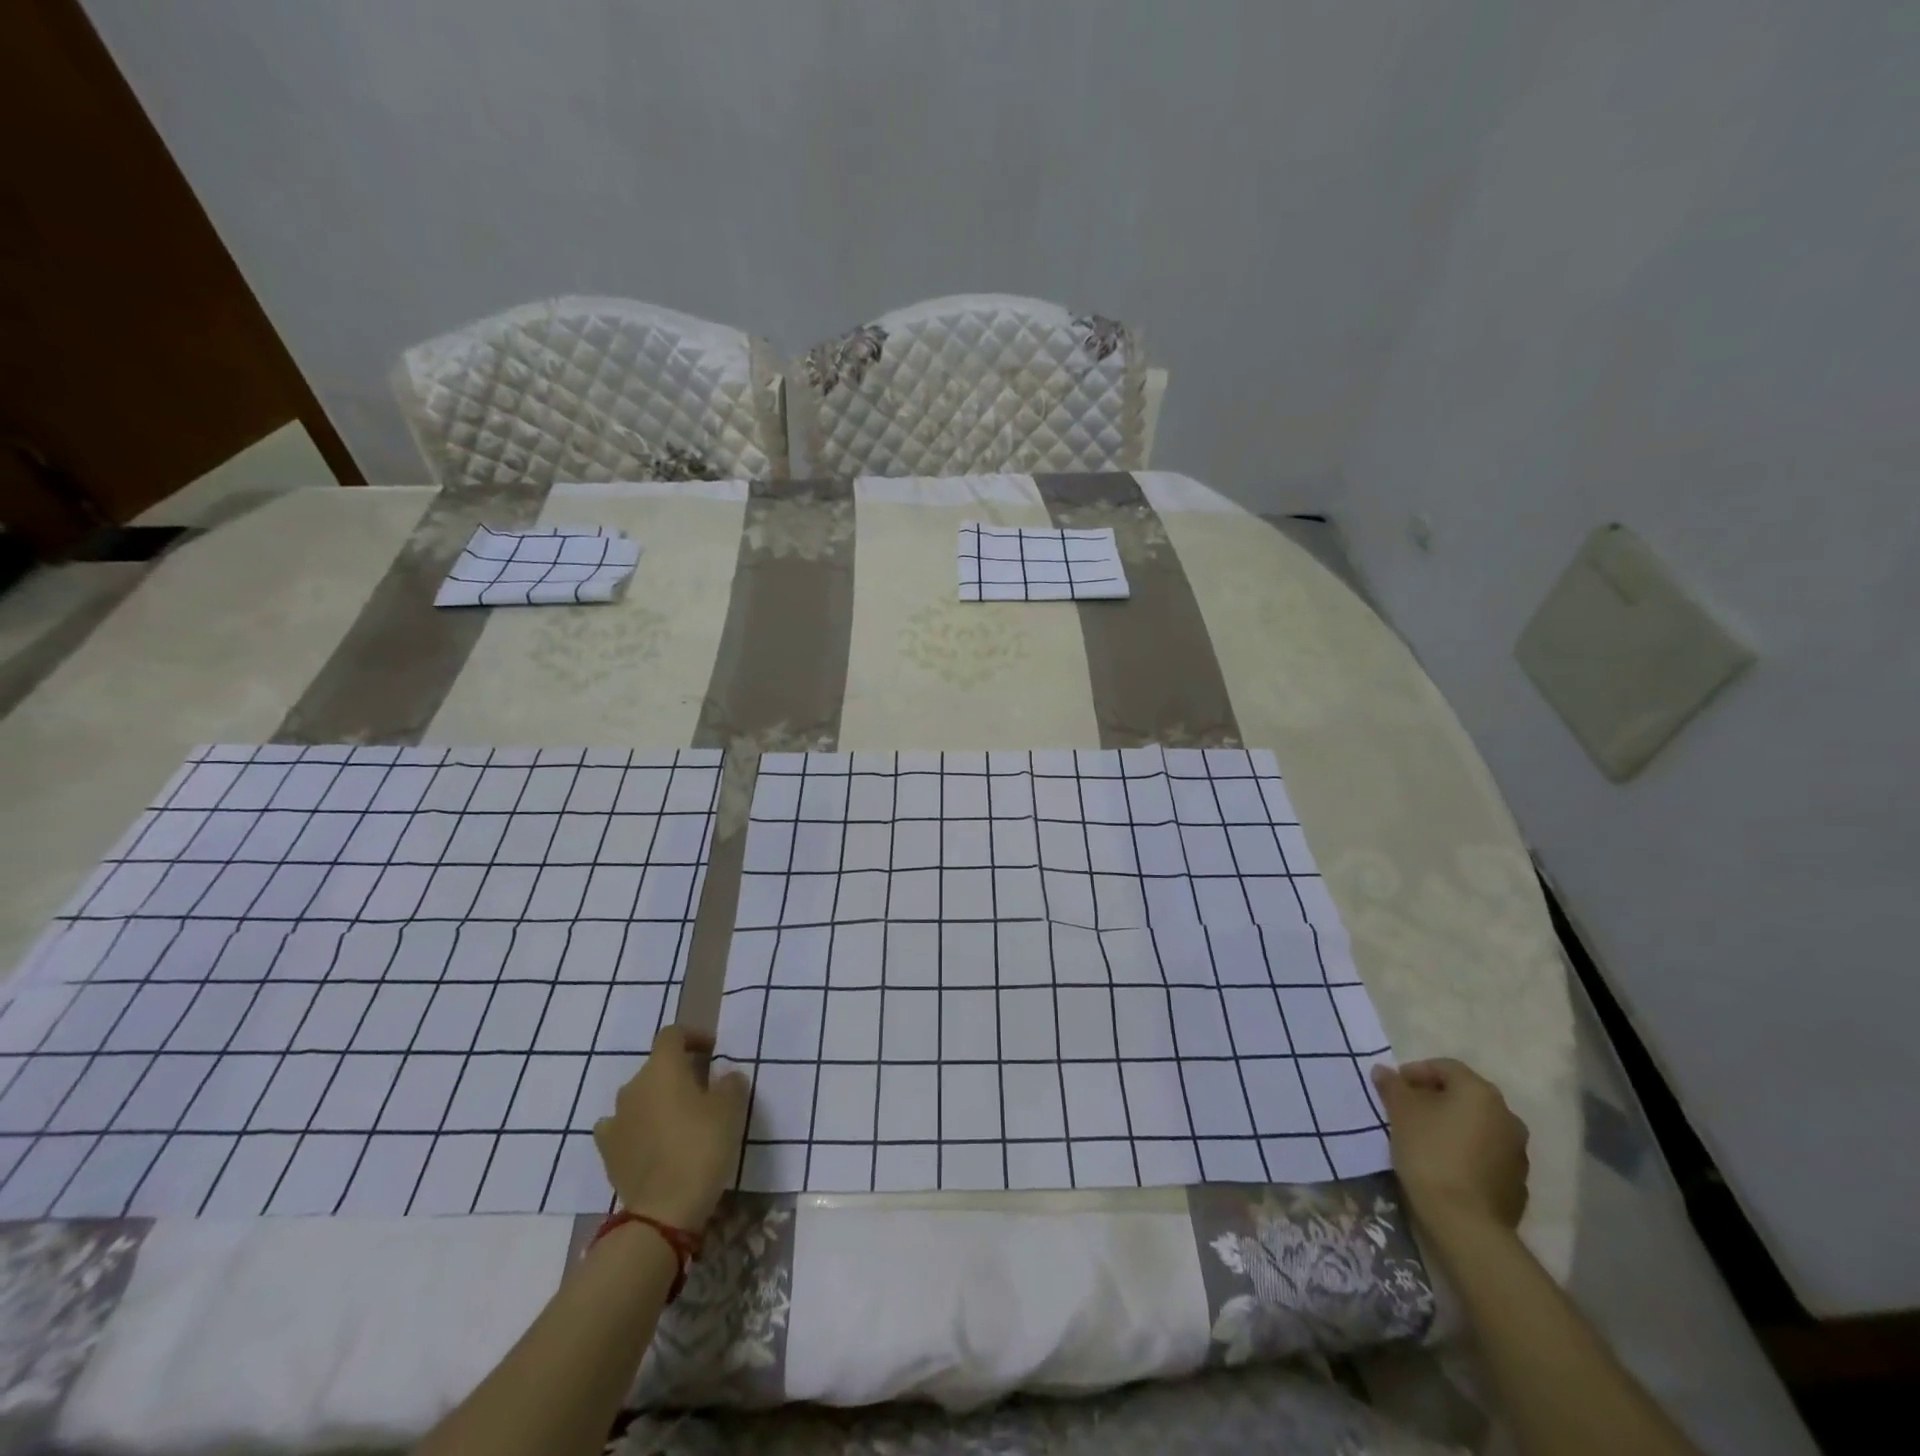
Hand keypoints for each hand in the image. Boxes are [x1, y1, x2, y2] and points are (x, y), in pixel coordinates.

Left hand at [593, 1025, 748, 1230]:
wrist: (663, 1210)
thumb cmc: (701, 1146)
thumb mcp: (731, 1108)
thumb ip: (730, 1083)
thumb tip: (725, 1077)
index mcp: (662, 1067)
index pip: (673, 1034)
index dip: (694, 1037)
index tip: (713, 1051)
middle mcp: (633, 1086)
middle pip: (657, 1066)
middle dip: (679, 1072)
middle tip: (704, 1090)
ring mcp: (616, 1119)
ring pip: (640, 1097)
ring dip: (658, 1100)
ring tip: (681, 1119)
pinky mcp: (608, 1151)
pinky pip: (623, 1127)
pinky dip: (637, 1128)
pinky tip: (651, 1141)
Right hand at [1372, 1058, 1528, 1234]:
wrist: (1466, 1222)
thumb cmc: (1430, 1152)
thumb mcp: (1400, 1111)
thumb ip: (1392, 1085)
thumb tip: (1384, 1070)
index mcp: (1480, 1092)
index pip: (1444, 1067)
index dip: (1415, 1072)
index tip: (1394, 1088)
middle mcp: (1507, 1116)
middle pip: (1464, 1095)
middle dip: (1434, 1098)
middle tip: (1406, 1110)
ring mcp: (1517, 1152)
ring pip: (1477, 1125)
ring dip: (1452, 1125)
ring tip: (1424, 1138)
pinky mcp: (1517, 1182)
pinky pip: (1486, 1154)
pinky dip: (1466, 1150)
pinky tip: (1445, 1164)